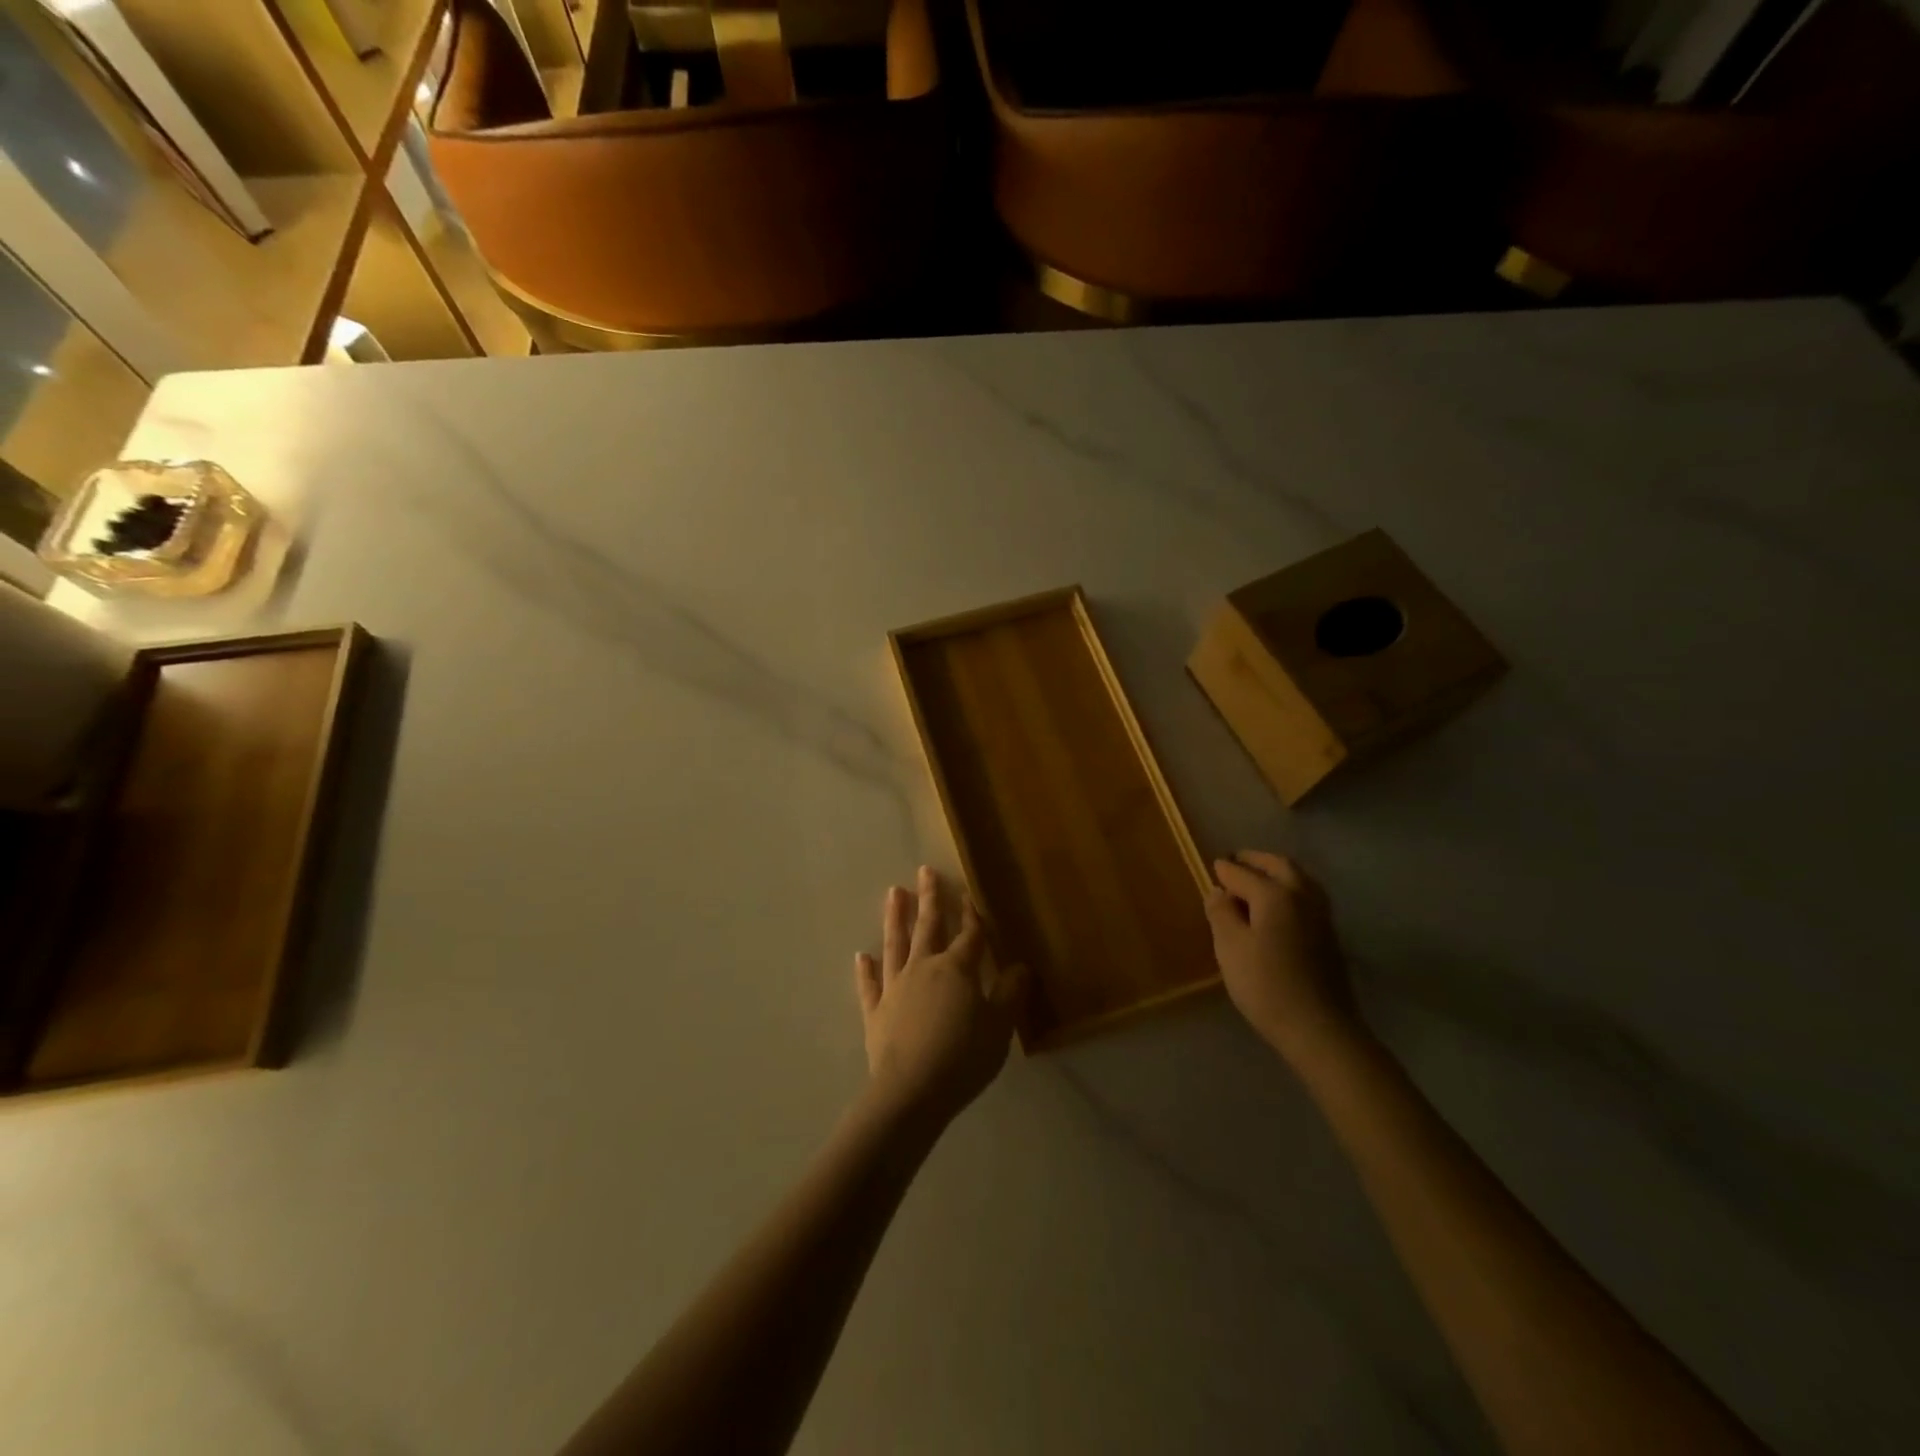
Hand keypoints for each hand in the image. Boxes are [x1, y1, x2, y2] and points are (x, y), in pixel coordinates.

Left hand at [855, 867, 1025, 1128]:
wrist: (912, 1092)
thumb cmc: (963, 1057)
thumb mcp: (999, 1027)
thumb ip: (1010, 994)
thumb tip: (1020, 966)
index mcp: (957, 969)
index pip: (969, 935)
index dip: (972, 914)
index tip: (969, 892)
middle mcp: (923, 968)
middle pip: (928, 927)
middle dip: (929, 898)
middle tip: (924, 870)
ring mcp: (896, 988)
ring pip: (895, 944)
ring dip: (895, 918)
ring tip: (894, 892)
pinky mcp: (876, 1012)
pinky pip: (870, 985)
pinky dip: (866, 970)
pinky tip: (861, 956)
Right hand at [1205, 851, 1360, 1063]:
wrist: (1319, 1028)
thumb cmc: (1266, 985)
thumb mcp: (1230, 948)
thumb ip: (1221, 913)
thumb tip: (1219, 892)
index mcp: (1275, 894)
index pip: (1243, 873)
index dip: (1224, 870)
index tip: (1212, 867)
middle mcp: (1302, 896)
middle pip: (1280, 866)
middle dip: (1256, 860)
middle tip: (1237, 862)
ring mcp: (1321, 916)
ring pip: (1300, 879)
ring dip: (1277, 872)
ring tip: (1257, 880)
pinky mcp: (1330, 936)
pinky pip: (1307, 896)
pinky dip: (1290, 889)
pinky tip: (1278, 906)